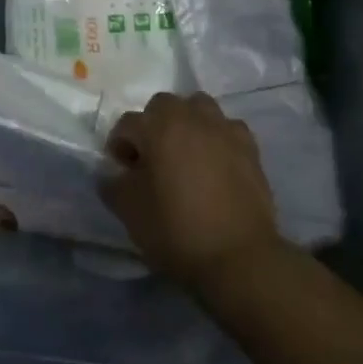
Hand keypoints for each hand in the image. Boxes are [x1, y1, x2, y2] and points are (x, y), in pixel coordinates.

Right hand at [100, 92, 283, 293]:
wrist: (239, 257)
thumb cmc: (177, 230)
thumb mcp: (130, 212)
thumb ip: (113, 185)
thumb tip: (114, 174)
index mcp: (158, 126)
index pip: (127, 123)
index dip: (119, 147)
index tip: (122, 173)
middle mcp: (191, 116)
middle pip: (163, 106)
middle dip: (152, 126)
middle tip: (152, 160)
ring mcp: (223, 128)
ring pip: (198, 108)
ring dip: (186, 124)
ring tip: (185, 155)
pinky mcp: (249, 147)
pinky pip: (226, 129)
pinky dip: (217, 138)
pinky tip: (215, 164)